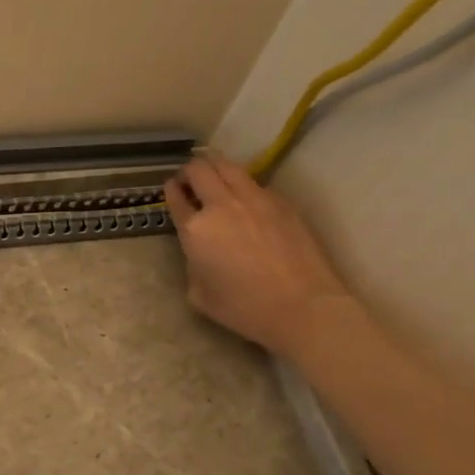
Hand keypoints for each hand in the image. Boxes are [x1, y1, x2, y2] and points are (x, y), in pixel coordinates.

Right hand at [162, 153, 353, 356]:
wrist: (302, 307)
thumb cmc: (245, 308)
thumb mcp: (199, 294)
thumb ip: (192, 263)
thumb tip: (200, 251)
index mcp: (195, 229)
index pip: (175, 197)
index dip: (171, 190)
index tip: (172, 189)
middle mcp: (221, 205)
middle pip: (199, 169)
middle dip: (190, 171)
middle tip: (190, 181)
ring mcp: (254, 199)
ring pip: (228, 166)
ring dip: (216, 167)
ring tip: (215, 177)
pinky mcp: (281, 202)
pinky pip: (255, 182)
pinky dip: (243, 184)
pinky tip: (246, 199)